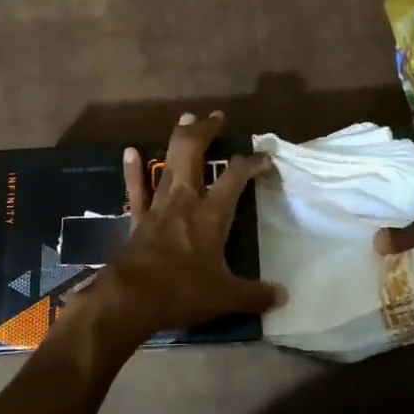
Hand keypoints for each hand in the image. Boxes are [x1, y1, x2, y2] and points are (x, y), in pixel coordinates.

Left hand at [71, 111, 282, 354]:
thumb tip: (284, 298)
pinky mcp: (137, 219)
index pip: (235, 177)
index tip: (265, 158)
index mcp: (211, 214)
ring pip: (168, 163)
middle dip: (206, 131)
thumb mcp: (226, 297)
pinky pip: (135, 189)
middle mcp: (185, 200)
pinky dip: (134, 170)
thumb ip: (255, 294)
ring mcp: (158, 206)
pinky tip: (130, 151)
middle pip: (194, 154)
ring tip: (185, 118)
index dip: (251, 162)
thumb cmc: (182, 291)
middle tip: (216, 116)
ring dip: (178, 139)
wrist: (131, 298)